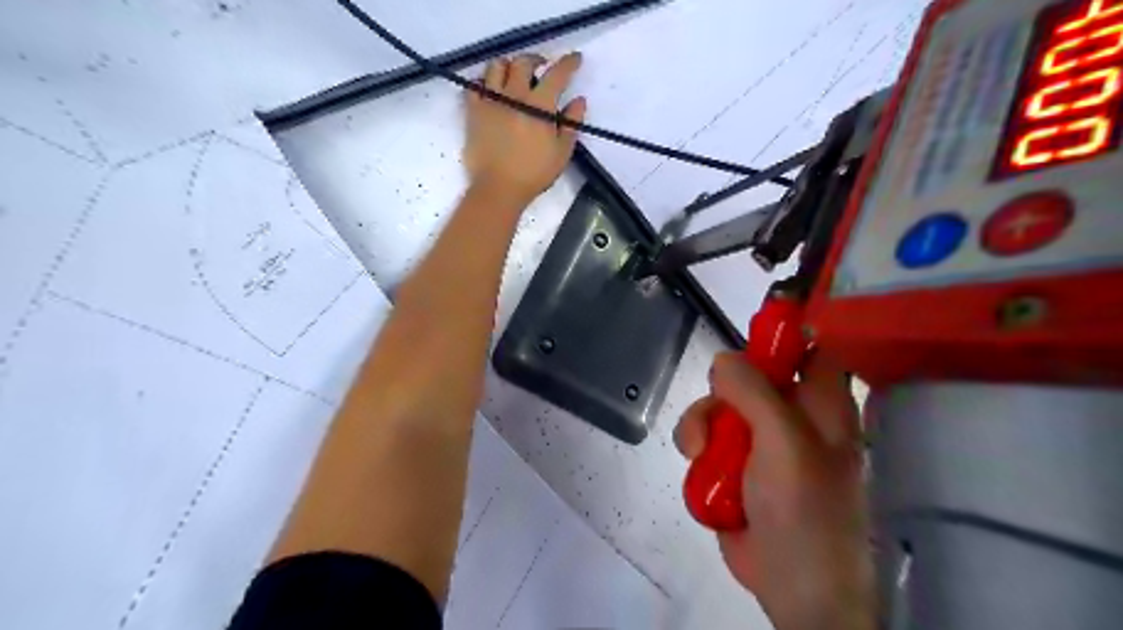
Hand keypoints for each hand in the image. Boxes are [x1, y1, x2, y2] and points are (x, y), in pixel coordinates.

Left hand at [465, 52, 588, 203]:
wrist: (498, 188)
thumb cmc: (534, 174)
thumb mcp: (561, 152)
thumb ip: (571, 123)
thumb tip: (579, 100)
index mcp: (539, 105)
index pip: (557, 74)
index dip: (568, 63)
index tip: (575, 59)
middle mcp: (514, 95)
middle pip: (523, 62)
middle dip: (536, 60)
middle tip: (541, 67)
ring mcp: (490, 101)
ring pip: (496, 67)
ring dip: (508, 66)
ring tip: (514, 76)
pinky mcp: (473, 111)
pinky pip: (474, 85)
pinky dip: (484, 82)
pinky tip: (491, 90)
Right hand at [671, 351, 871, 628]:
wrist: (791, 584)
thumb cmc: (805, 509)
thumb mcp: (784, 444)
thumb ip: (755, 394)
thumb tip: (723, 359)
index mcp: (819, 403)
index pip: (809, 346)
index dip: (785, 329)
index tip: (750, 328)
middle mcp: (789, 414)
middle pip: (746, 374)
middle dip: (722, 391)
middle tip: (719, 415)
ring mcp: (758, 439)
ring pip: (717, 406)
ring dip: (701, 425)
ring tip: (701, 453)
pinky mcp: (733, 462)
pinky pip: (705, 436)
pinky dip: (696, 450)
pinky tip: (699, 469)